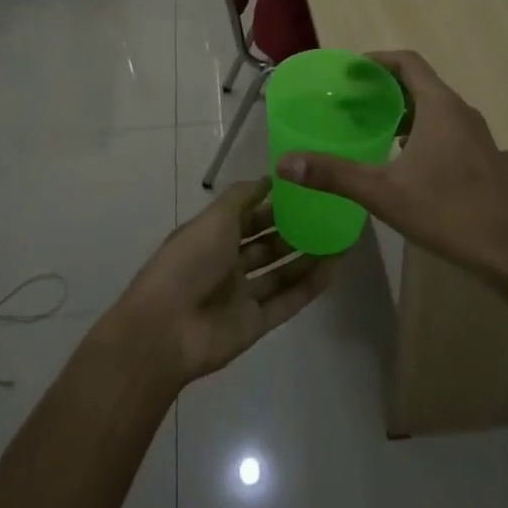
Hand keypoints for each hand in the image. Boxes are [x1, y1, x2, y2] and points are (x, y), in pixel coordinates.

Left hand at [113, 179, 332, 385]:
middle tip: (329, 215)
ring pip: (281, 272)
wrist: (167, 328)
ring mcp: (242, 295)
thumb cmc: (189, 262)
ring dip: (307, 257)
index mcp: (212, 236)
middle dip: (294, 230)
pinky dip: (310, 286)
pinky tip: (335, 268)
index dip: (273, 204)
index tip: (305, 191)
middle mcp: (227, 263)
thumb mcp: (215, 217)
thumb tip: (269, 178)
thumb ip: (243, 196)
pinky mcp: (256, 323)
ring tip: (339, 239)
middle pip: (266, 244)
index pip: (248, 216)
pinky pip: (288, 300)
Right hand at [275, 50, 507, 285]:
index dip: (375, 60)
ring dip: (401, 109)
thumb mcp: (383, 193)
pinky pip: (444, 127)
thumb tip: (284, 163)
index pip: (407, 62)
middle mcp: (460, 110)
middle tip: (348, 101)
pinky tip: (400, 158)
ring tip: (368, 126)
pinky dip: (418, 129)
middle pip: (418, 82)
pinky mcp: (482, 156)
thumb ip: (334, 174)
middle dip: (382, 87)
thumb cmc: (449, 212)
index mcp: (440, 106)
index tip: (347, 72)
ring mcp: (475, 134)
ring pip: (432, 107)